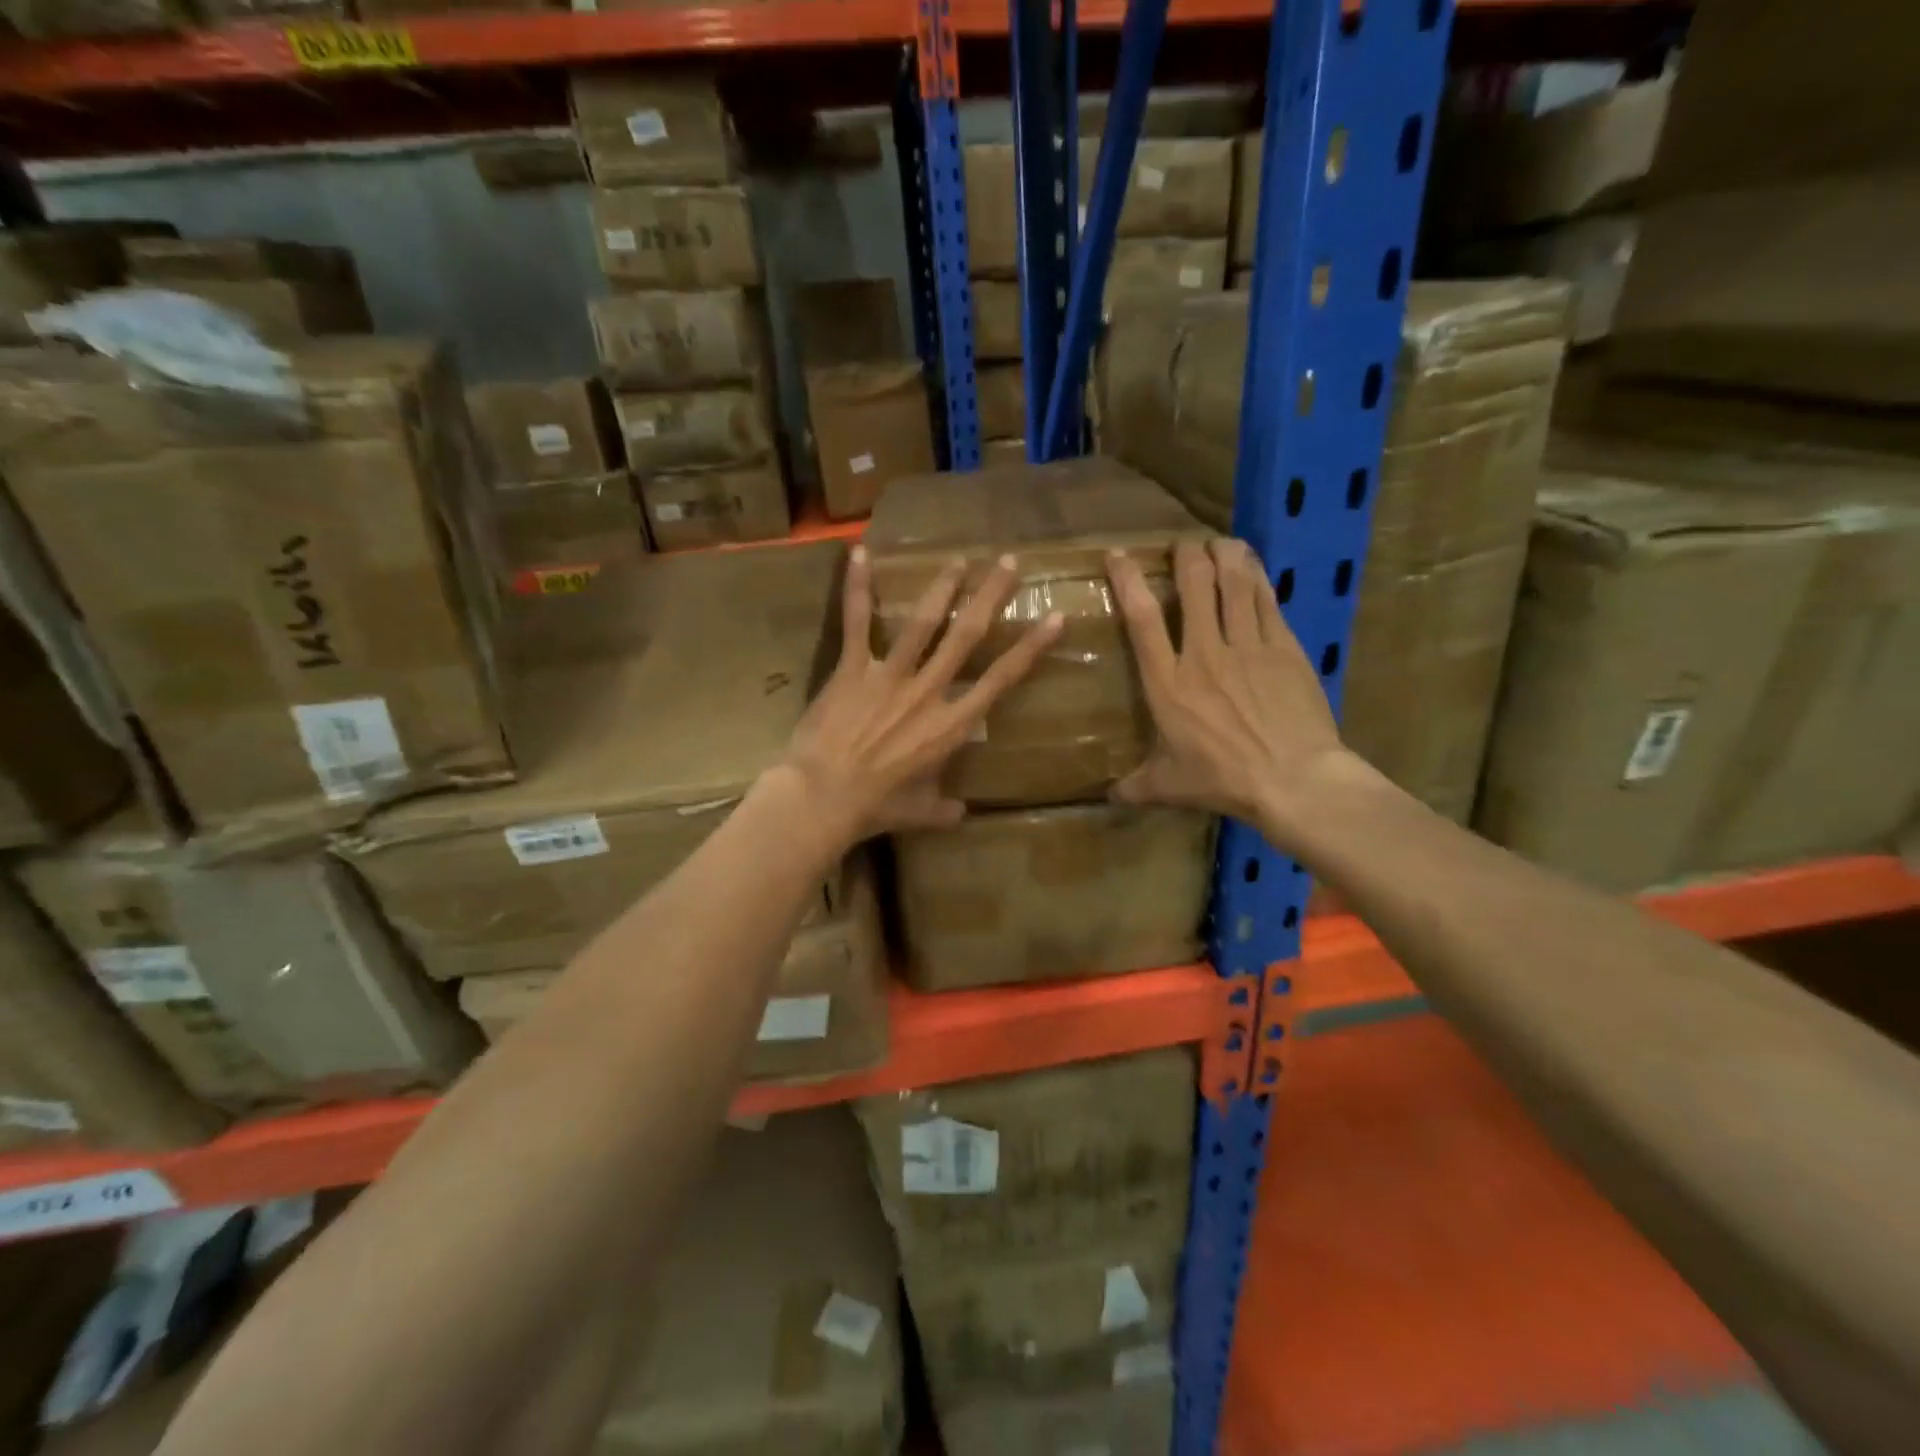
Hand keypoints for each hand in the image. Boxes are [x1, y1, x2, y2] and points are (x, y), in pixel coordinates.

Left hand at [781, 545, 1062, 844]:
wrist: (823, 798)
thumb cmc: (875, 807)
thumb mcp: (919, 812)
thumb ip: (943, 809)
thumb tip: (961, 814)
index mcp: (951, 725)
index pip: (1001, 680)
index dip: (1031, 648)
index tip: (1054, 618)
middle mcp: (928, 691)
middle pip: (967, 636)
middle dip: (990, 596)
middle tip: (1007, 562)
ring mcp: (889, 676)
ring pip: (922, 623)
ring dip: (942, 587)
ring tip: (958, 559)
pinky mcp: (851, 669)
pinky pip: (856, 622)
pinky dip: (856, 588)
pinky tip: (859, 553)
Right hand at [1108, 537, 1362, 846]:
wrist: (1293, 780)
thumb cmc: (1223, 780)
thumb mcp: (1169, 786)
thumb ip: (1136, 785)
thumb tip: (1108, 797)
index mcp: (1168, 682)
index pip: (1142, 618)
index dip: (1128, 580)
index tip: (1119, 555)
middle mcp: (1203, 653)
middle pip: (1193, 585)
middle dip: (1186, 555)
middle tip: (1184, 545)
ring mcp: (1247, 646)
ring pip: (1233, 583)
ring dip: (1224, 555)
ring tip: (1219, 542)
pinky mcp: (1283, 648)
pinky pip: (1267, 600)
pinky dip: (1257, 576)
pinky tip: (1252, 564)